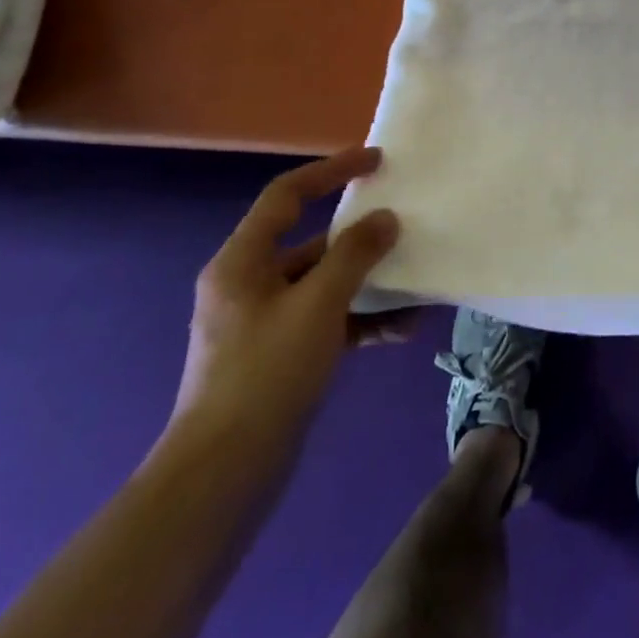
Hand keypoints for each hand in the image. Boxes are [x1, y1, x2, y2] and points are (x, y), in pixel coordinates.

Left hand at [168, 147, 406, 461]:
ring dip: (368, 284)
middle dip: (360, 236)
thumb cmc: (265, 374)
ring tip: (415, 285)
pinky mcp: (278, 357)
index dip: (332, 170)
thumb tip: (385, 219)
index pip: (288, 195)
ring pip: (323, 285)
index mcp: (242, 262)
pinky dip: (360, 320)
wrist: (222, 476)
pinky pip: (326, 321)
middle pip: (310, 241)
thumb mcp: (318, 305)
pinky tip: (402, 330)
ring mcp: (263, 323)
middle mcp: (248, 285)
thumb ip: (355, 255)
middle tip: (404, 225)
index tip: (377, 161)